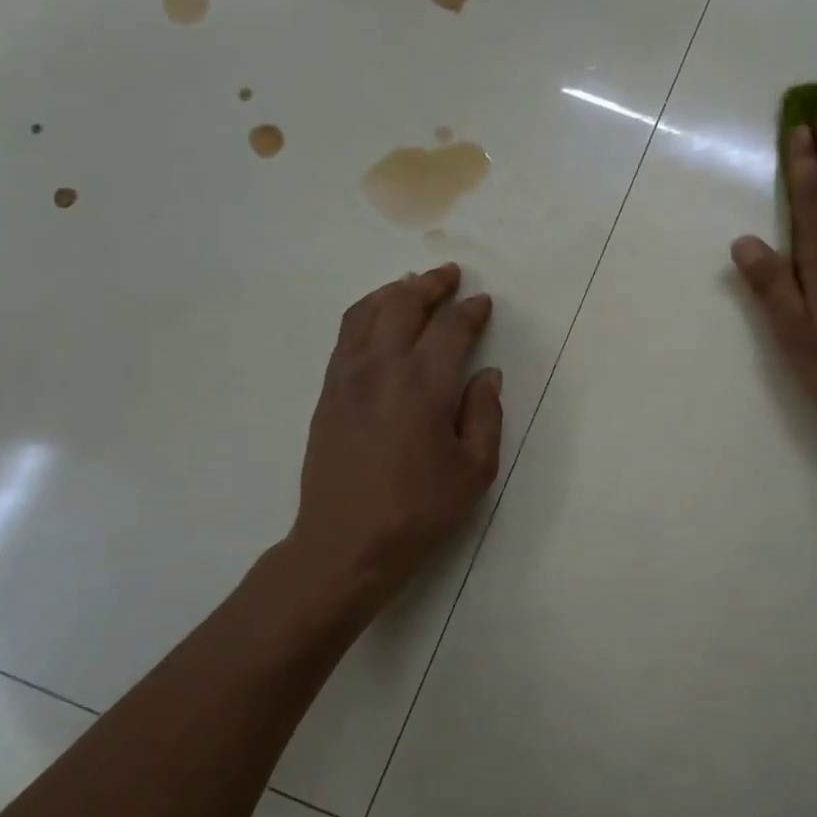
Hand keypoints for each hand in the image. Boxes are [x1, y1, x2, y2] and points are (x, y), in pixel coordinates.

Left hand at [286, 263, 502, 610]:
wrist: (347, 541)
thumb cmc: (419, 509)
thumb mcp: (475, 470)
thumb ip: (485, 414)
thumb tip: (487, 374)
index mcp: (424, 385)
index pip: (451, 329)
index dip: (470, 311)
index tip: (483, 303)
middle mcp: (383, 368)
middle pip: (404, 305)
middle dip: (430, 284)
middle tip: (449, 275)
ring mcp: (348, 376)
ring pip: (368, 312)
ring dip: (394, 291)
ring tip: (412, 285)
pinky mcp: (328, 392)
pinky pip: (346, 335)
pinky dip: (366, 313)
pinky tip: (377, 319)